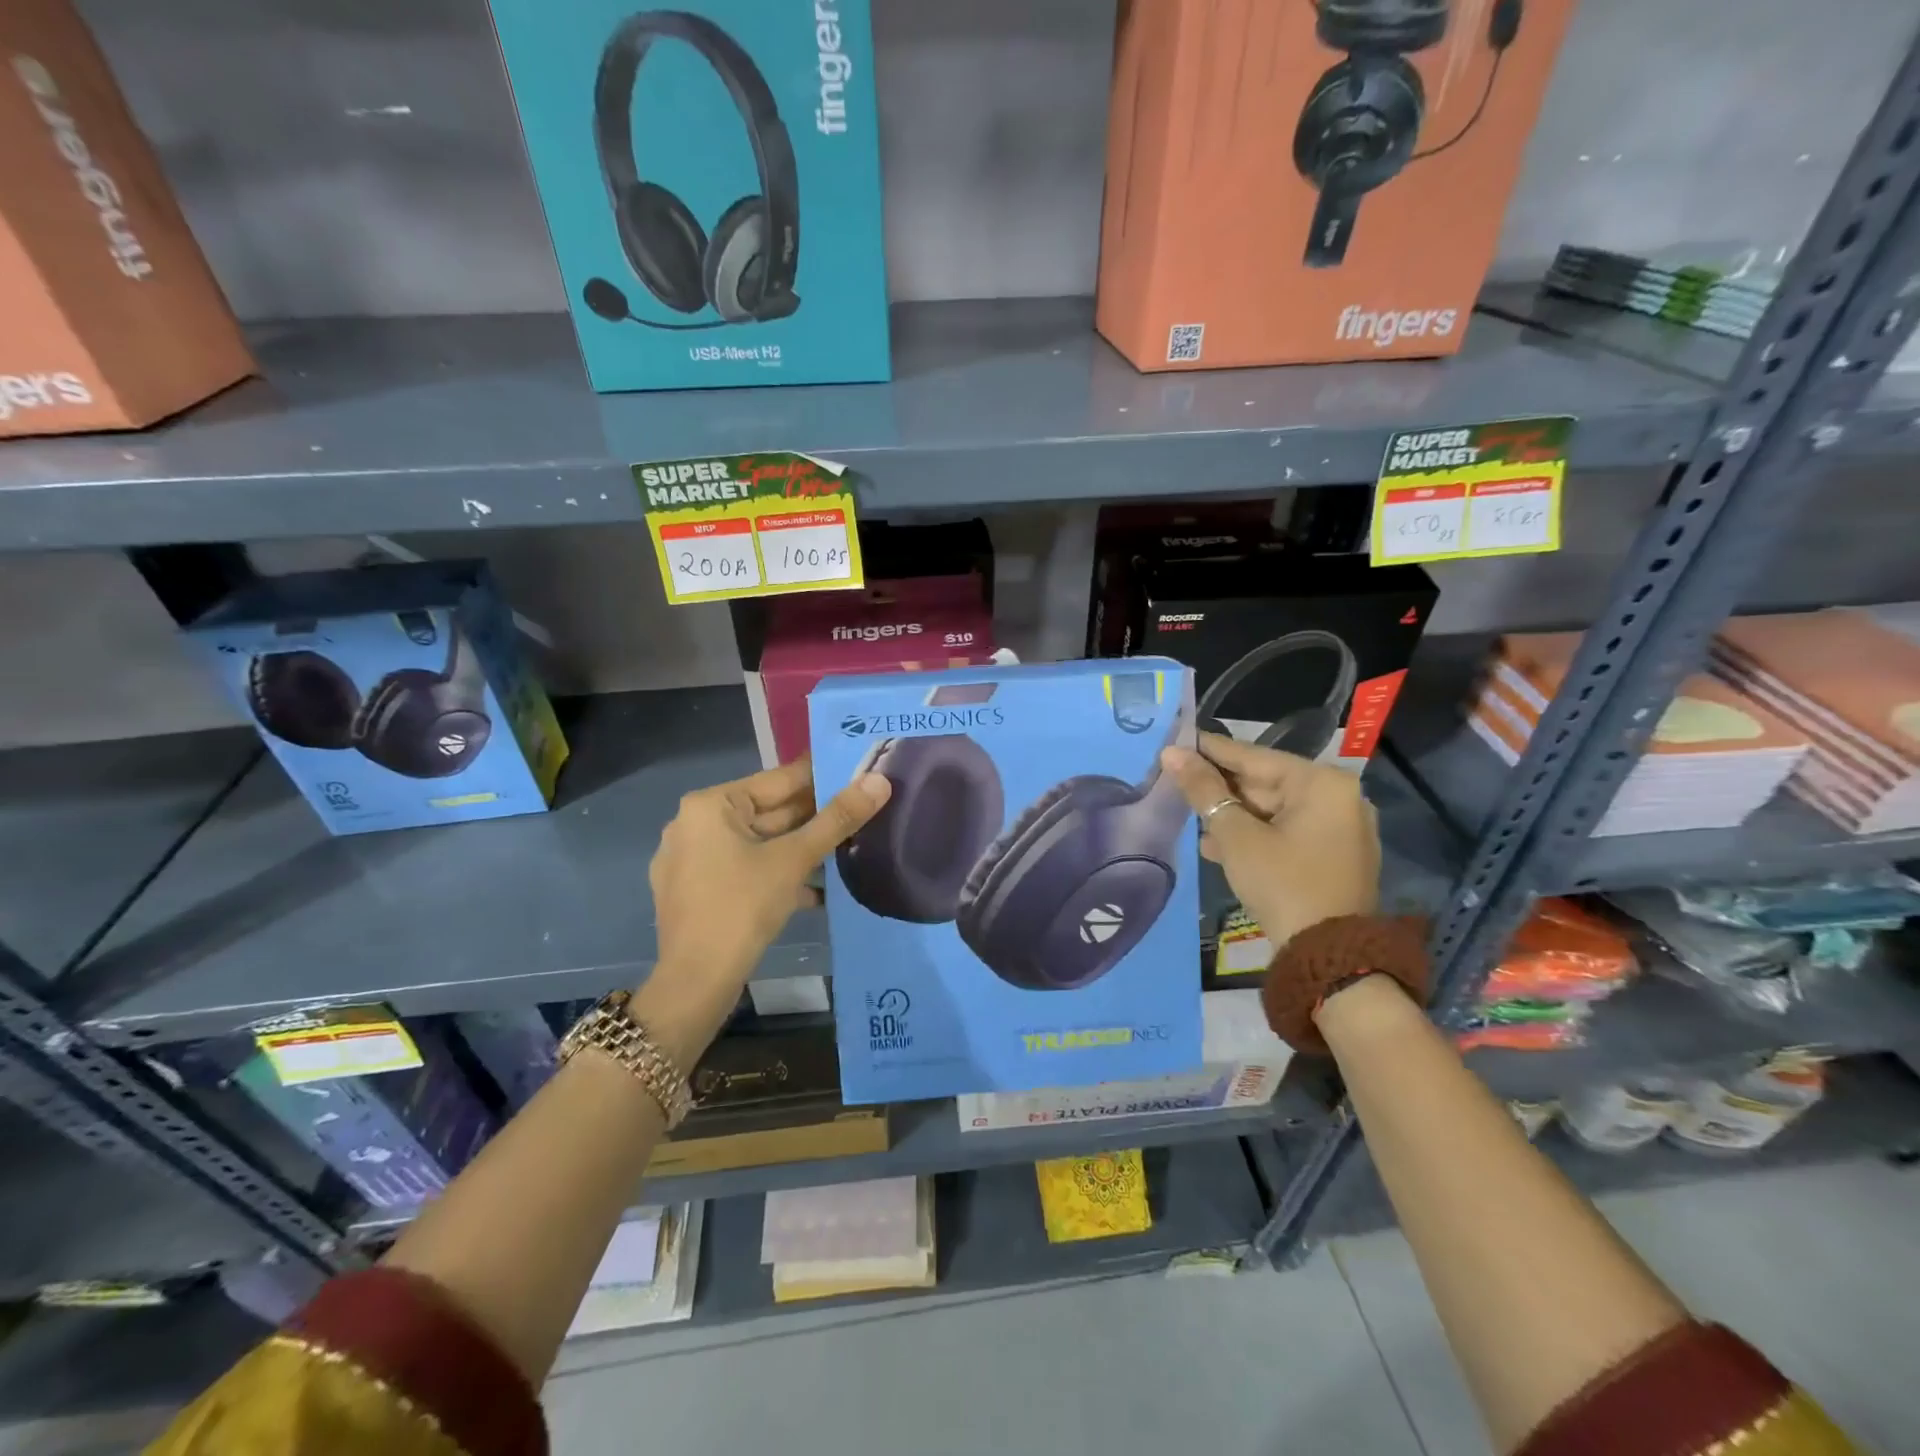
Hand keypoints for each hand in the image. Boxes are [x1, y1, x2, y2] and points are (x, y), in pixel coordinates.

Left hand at [637, 757, 889, 1059]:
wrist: (696, 983)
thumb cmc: (742, 908)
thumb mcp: (795, 860)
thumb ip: (838, 819)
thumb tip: (879, 781)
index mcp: (710, 805)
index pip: (778, 780)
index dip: (822, 776)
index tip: (859, 770)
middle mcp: (694, 824)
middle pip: (768, 812)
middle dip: (815, 818)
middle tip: (863, 811)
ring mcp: (692, 860)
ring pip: (760, 844)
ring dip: (801, 850)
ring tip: (848, 849)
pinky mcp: (697, 891)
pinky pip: (745, 869)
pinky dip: (778, 874)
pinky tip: (817, 890)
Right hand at [1159, 732, 1379, 947]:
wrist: (1329, 957)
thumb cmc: (1282, 883)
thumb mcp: (1235, 835)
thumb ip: (1203, 790)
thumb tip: (1171, 754)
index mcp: (1322, 783)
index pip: (1252, 756)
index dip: (1209, 750)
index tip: (1175, 741)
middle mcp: (1338, 797)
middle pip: (1264, 782)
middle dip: (1219, 789)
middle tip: (1175, 782)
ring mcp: (1340, 828)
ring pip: (1272, 810)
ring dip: (1231, 815)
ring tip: (1189, 817)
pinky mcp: (1334, 855)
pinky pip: (1286, 832)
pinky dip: (1253, 835)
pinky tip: (1216, 844)